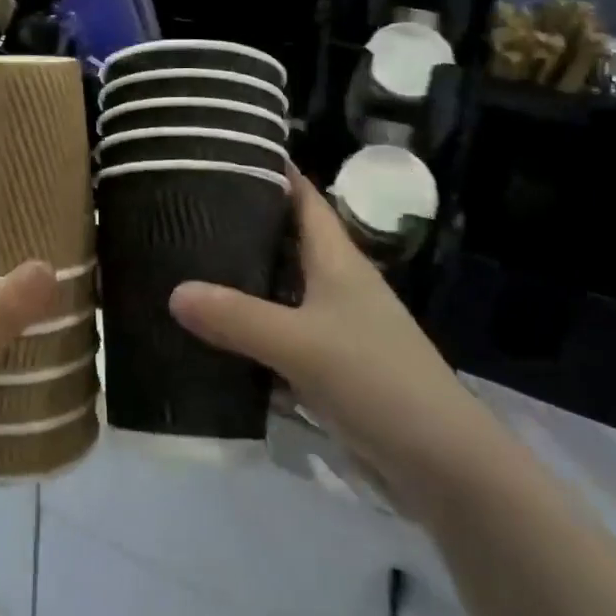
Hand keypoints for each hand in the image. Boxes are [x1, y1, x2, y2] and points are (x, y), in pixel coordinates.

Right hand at [169, 170, 490, 516]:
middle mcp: (336, 282)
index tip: (224, 152)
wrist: (441, 463)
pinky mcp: (330, 365)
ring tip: (187, 264)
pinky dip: (250, 328)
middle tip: (187, 209)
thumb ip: (237, 318)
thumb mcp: (301, 344)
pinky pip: (280, 333)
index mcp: (337, 258)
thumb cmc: (376, 380)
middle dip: (243, 223)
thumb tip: (174, 291)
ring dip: (243, 278)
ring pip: (280, 287)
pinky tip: (214, 333)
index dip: (271, 170)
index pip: (302, 196)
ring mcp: (335, 325)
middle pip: (286, 238)